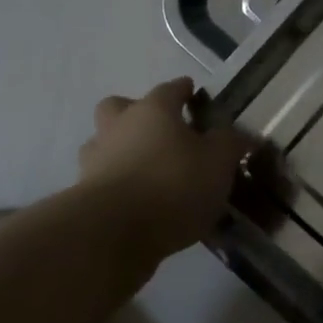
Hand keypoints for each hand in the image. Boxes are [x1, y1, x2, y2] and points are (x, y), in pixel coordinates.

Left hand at [78, 78, 254, 264]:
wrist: (113, 233)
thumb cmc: (173, 184)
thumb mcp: (219, 161)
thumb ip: (230, 144)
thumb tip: (238, 135)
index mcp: (153, 110)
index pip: (170, 89)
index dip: (183, 90)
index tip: (192, 92)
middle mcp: (118, 127)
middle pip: (119, 108)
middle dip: (136, 113)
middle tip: (160, 131)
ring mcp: (95, 161)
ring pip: (105, 145)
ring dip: (122, 152)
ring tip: (149, 172)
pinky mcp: (83, 196)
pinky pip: (104, 182)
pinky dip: (119, 187)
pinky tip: (141, 205)